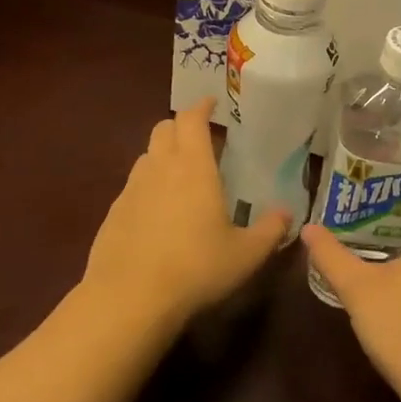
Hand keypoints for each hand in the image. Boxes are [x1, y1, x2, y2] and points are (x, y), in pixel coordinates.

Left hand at [81, 97, 291, 331]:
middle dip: (181, 126)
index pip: (191, 118)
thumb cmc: (195, 268)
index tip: (211, 103)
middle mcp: (159, 167)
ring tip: (180, 175)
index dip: (201, 106)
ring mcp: (131, 188)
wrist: (129, 298)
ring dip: (163, 154)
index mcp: (192, 166)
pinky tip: (158, 213)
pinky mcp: (114, 212)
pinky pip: (133, 186)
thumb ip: (269, 230)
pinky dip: (148, 186)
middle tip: (200, 139)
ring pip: (146, 155)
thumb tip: (287, 213)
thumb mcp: (245, 255)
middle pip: (164, 128)